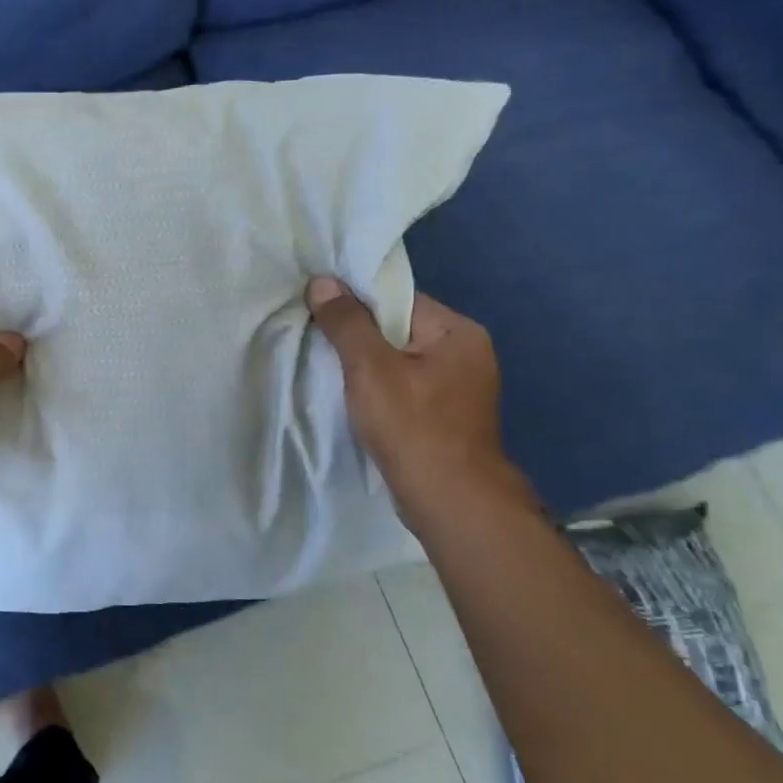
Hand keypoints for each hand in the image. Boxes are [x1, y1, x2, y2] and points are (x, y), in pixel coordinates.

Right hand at [306, 277, 534, 535]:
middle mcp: (466, 353)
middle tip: (316, 338)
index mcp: (458, 332)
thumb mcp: (370, 368)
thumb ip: (347, 323)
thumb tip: (323, 282)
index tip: (318, 309)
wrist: (450, 501)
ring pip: (399, 361)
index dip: (356, 301)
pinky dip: (379, 389)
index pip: (398, 299)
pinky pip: (405, 387)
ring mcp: (460, 388)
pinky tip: (353, 399)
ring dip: (366, 365)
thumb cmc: (413, 426)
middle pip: (398, 329)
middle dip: (358, 335)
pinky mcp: (447, 417)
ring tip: (328, 368)